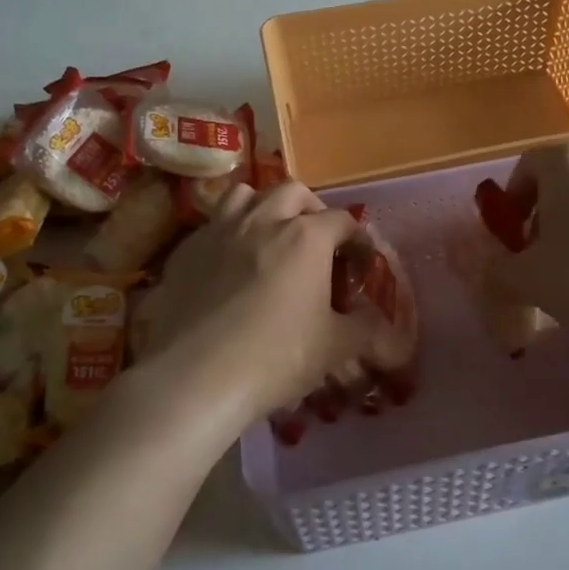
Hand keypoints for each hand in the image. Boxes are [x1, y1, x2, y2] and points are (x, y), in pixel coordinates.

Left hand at [132, 182, 387, 417]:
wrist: (195, 378)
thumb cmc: (275, 358)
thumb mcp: (334, 348)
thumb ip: (365, 328)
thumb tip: (382, 324)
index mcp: (305, 237)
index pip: (343, 221)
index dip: (358, 240)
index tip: (362, 264)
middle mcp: (262, 220)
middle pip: (293, 192)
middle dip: (311, 209)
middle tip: (316, 241)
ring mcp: (219, 230)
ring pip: (245, 195)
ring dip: (263, 207)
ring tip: (268, 236)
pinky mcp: (186, 250)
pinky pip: (211, 226)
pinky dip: (227, 235)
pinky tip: (228, 266)